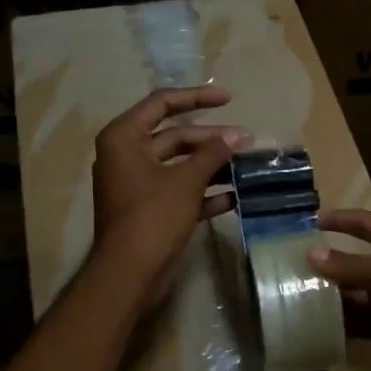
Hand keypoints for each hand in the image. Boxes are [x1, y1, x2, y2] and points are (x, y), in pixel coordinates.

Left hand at [92, 86, 248, 304]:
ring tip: (245, 166)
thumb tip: (240, 136)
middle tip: (246, 141)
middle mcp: (127, 156)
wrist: (130, 273)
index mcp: (124, 138)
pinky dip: (203, 192)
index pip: (162, 103)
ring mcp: (138, 184)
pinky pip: (180, 191)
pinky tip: (233, 197)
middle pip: (174, 136)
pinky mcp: (150, 209)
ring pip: (180, 165)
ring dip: (211, 165)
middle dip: (211, 139)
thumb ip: (214, 153)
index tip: (228, 98)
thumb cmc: (152, 216)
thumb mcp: (186, 181)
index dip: (197, 97)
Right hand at [308, 208, 370, 370]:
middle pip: (354, 263)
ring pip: (353, 296)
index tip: (311, 219)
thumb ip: (354, 265)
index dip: (342, 220)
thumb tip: (311, 254)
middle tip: (288, 268)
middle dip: (326, 264)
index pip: (366, 225)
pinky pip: (359, 324)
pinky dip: (340, 325)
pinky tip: (314, 326)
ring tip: (294, 298)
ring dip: (330, 297)